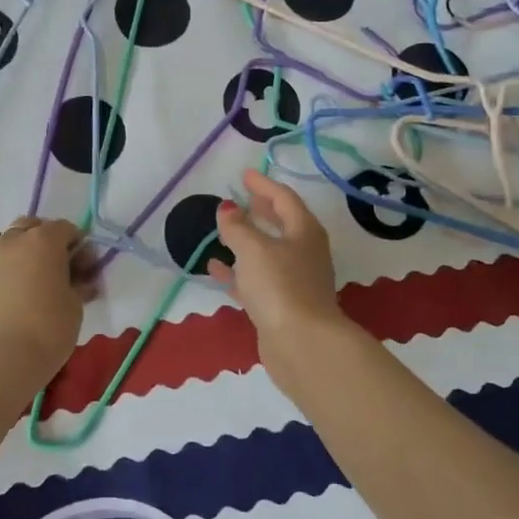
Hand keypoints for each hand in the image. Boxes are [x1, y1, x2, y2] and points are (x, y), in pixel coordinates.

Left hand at [0, 218, 98, 374]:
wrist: (0, 359)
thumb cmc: (48, 327)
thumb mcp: (75, 305)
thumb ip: (78, 284)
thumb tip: (79, 281)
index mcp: (43, 240)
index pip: (66, 228)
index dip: (79, 246)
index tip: (85, 269)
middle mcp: (13, 241)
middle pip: (32, 228)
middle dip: (47, 242)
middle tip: (58, 270)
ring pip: (9, 245)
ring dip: (24, 257)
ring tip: (33, 286)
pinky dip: (6, 274)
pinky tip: (13, 300)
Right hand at [210, 169, 343, 338]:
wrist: (301, 344)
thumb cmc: (280, 285)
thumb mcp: (253, 248)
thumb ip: (237, 226)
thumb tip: (227, 208)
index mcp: (304, 231)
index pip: (284, 198)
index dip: (263, 185)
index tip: (245, 174)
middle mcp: (304, 253)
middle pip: (282, 224)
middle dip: (261, 211)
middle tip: (241, 200)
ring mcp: (294, 281)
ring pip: (268, 253)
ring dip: (247, 241)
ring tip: (224, 231)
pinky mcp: (281, 306)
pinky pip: (256, 279)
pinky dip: (238, 271)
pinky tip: (215, 268)